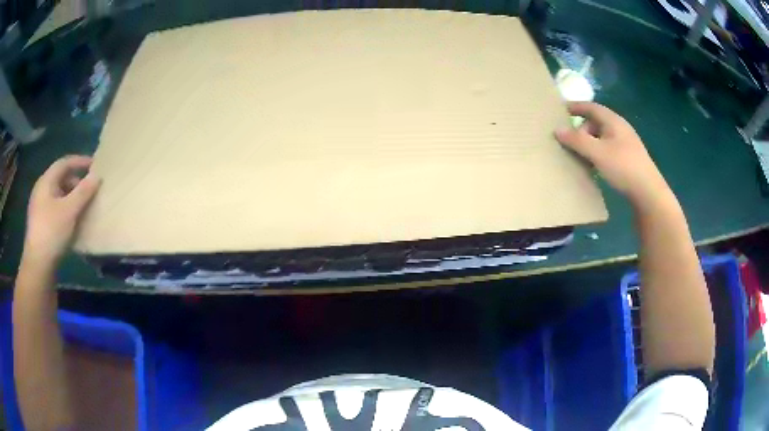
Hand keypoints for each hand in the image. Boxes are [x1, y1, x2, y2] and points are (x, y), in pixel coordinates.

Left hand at [23, 156, 99, 266]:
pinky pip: (55, 209)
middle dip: (76, 182)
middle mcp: (41, 191)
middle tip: (90, 190)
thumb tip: (97, 176)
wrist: (38, 265)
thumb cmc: (52, 232)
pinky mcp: (41, 224)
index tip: (94, 165)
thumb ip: (83, 192)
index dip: (79, 161)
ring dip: (71, 198)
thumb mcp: (69, 211)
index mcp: (46, 182)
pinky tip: (73, 222)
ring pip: (58, 195)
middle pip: (60, 179)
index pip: (64, 163)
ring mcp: (39, 208)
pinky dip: (66, 210)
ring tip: (83, 207)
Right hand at [554, 102, 670, 205]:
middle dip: (581, 131)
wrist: (648, 192)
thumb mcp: (597, 153)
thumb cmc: (623, 167)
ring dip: (588, 144)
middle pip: (595, 123)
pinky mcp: (627, 158)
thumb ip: (577, 140)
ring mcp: (625, 143)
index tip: (560, 110)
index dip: (575, 106)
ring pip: (601, 137)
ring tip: (580, 158)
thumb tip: (557, 130)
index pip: (591, 107)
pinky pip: (607, 149)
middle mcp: (619, 128)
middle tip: (570, 144)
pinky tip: (594, 167)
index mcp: (613, 121)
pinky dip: (597, 153)